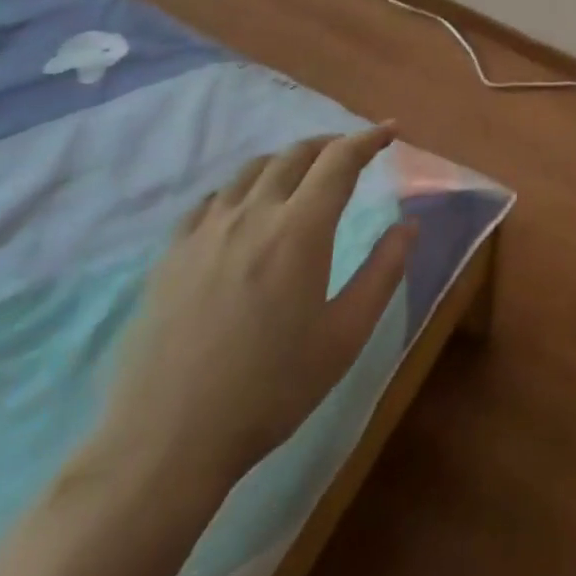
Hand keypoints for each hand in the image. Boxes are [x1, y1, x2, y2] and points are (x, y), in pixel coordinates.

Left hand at [95, 124, 414, 488]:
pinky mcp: (170, 255)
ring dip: (287, 161)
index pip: (340, 160)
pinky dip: (241, 188)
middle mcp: (252, 215)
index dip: (369, 139)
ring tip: (303, 176)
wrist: (165, 444)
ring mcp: (205, 232)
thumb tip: (410, 224)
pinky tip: (244, 209)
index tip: (391, 131)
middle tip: (352, 153)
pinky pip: (211, 200)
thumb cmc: (270, 391)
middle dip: (331, 144)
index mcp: (299, 230)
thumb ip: (384, 272)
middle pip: (296, 154)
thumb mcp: (345, 336)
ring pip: (252, 170)